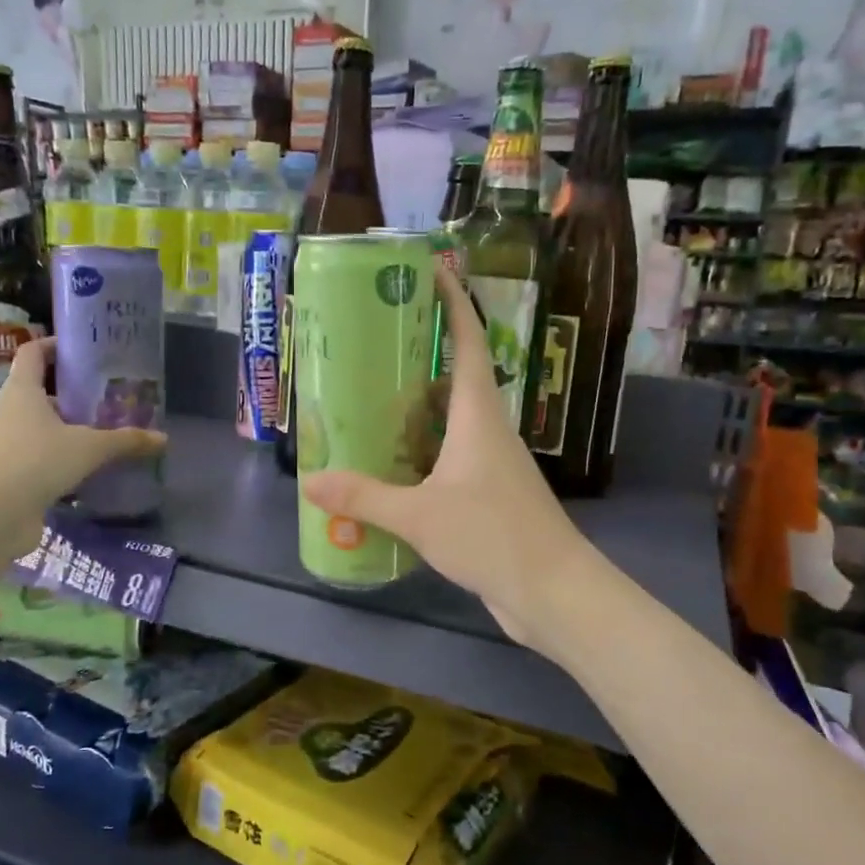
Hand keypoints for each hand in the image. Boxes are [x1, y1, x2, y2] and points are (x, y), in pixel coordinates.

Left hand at [0, 337, 164, 545]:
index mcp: (22, 391)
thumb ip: (125, 441)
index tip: (83, 349)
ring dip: (69, 430)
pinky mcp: (10, 475)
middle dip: (73, 395)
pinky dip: (63, 461)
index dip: (55, 346)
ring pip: (42, 428)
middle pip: (41, 392)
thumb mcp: (89, 447)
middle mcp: (10, 412)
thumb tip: (163, 439)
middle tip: (108, 398)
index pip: (33, 353)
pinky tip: (89, 470)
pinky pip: (41, 459)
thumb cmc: (36, 461)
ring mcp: (7, 445)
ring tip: (105, 434)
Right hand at [302, 268, 593, 649]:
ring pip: (450, 421)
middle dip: (420, 355)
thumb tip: (311, 482)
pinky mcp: (489, 495)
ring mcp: (491, 464)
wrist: (553, 592)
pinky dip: (420, 452)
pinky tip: (391, 466)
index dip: (452, 304)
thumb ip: (365, 497)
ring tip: (369, 402)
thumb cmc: (492, 536)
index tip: (431, 272)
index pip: (469, 344)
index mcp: (478, 416)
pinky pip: (449, 458)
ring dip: (416, 409)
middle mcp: (488, 430)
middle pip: (455, 377)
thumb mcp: (420, 516)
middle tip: (372, 345)